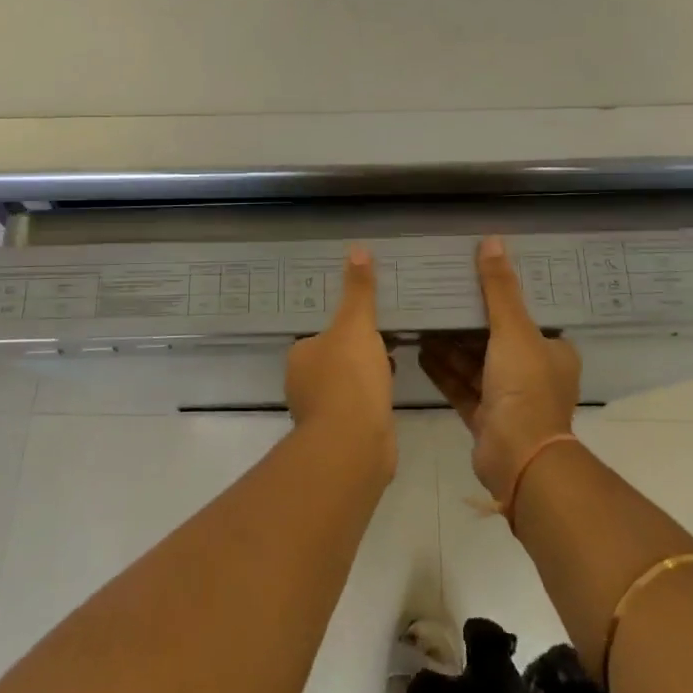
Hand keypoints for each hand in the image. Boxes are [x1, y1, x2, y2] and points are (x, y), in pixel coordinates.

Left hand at [285, 246, 395, 473]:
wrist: (354, 444)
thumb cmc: (349, 378)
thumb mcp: (356, 324)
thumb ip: (358, 290)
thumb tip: (357, 248)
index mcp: (300, 356)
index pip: (319, 335)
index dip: (343, 328)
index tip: (366, 322)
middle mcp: (302, 385)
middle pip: (332, 360)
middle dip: (355, 352)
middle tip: (385, 338)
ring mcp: (320, 414)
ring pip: (345, 385)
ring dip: (364, 376)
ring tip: (391, 364)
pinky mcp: (340, 437)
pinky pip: (357, 408)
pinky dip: (371, 400)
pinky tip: (389, 394)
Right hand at [421, 236, 580, 499]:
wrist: (519, 457)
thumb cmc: (524, 386)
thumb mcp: (513, 328)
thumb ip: (499, 287)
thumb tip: (492, 241)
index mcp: (552, 351)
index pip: (526, 316)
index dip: (501, 297)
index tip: (473, 278)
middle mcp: (534, 373)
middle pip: (496, 339)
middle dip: (467, 321)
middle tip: (439, 296)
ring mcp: (509, 399)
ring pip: (475, 363)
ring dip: (450, 345)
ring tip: (422, 320)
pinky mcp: (486, 418)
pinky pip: (461, 386)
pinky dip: (443, 370)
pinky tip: (420, 351)